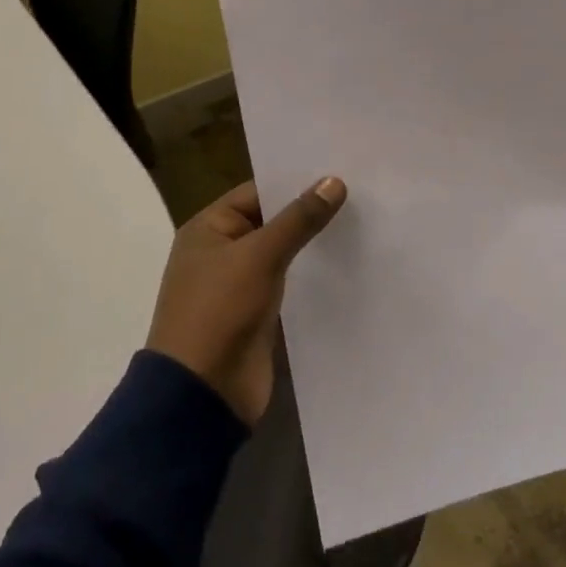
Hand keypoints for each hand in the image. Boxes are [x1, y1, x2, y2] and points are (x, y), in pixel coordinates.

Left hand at [148, 177, 346, 425]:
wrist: (202, 394)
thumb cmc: (219, 312)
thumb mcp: (260, 256)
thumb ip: (299, 219)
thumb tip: (334, 181)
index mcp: (208, 229)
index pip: (258, 192)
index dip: (296, 182)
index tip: (340, 172)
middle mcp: (222, 252)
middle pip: (272, 221)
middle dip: (310, 211)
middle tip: (360, 194)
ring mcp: (240, 285)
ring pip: (283, 253)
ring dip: (314, 244)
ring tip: (363, 224)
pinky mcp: (258, 313)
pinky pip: (290, 283)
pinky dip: (313, 274)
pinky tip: (348, 264)